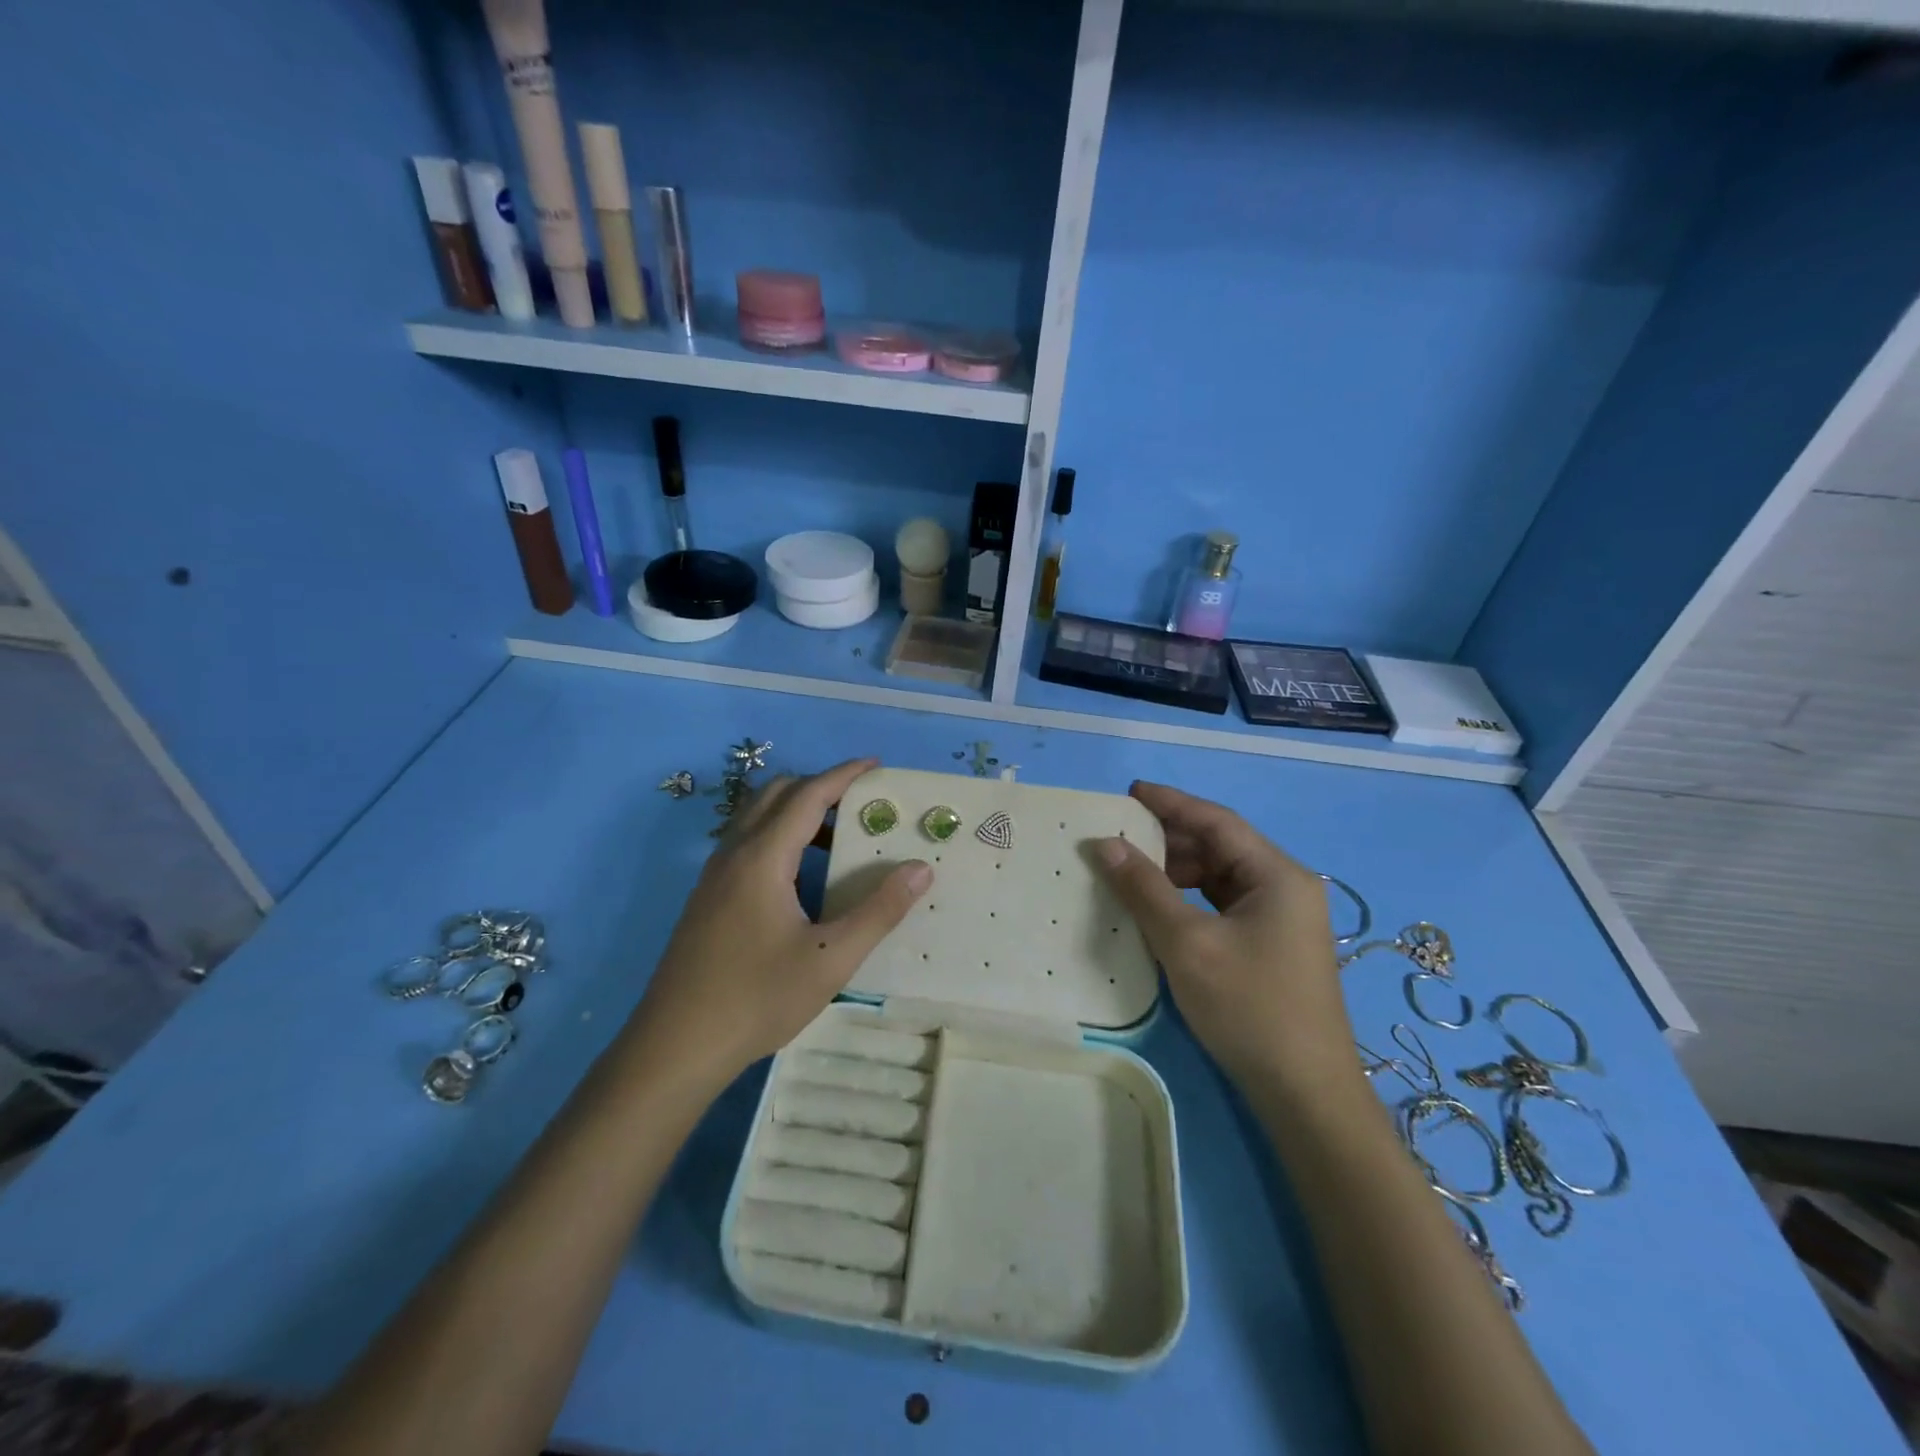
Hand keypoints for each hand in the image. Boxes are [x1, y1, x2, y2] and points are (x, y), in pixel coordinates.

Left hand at [630, 759, 931, 1084]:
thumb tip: (920, 869)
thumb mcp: (831, 958)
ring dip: (797, 813)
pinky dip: (778, 837)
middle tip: (860, 806)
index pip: (808, 796)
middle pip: (776, 795)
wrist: (676, 1047)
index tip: (876, 765)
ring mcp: (714, 876)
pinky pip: (746, 844)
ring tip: (837, 841)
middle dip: (820, 787)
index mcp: (762, 858)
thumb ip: (879, 910)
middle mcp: (734, 854)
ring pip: (756, 819)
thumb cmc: (758, 999)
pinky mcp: (706, 899)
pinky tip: (800, 878)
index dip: (844, 775)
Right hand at [1095, 781, 1352, 1091]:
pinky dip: (1190, 900)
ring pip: (1221, 877)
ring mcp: (1282, 919)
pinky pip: (1224, 905)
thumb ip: (1144, 888)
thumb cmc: (1249, 1008)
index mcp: (1278, 875)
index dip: (1171, 803)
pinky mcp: (1273, 946)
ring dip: (1178, 871)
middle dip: (1170, 839)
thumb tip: (1105, 844)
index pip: (1217, 821)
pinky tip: (1160, 909)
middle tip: (1120, 837)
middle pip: (1221, 847)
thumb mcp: (1187, 943)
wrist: (1305, 1094)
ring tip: (1132, 872)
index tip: (1128, 793)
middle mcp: (1285, 887)